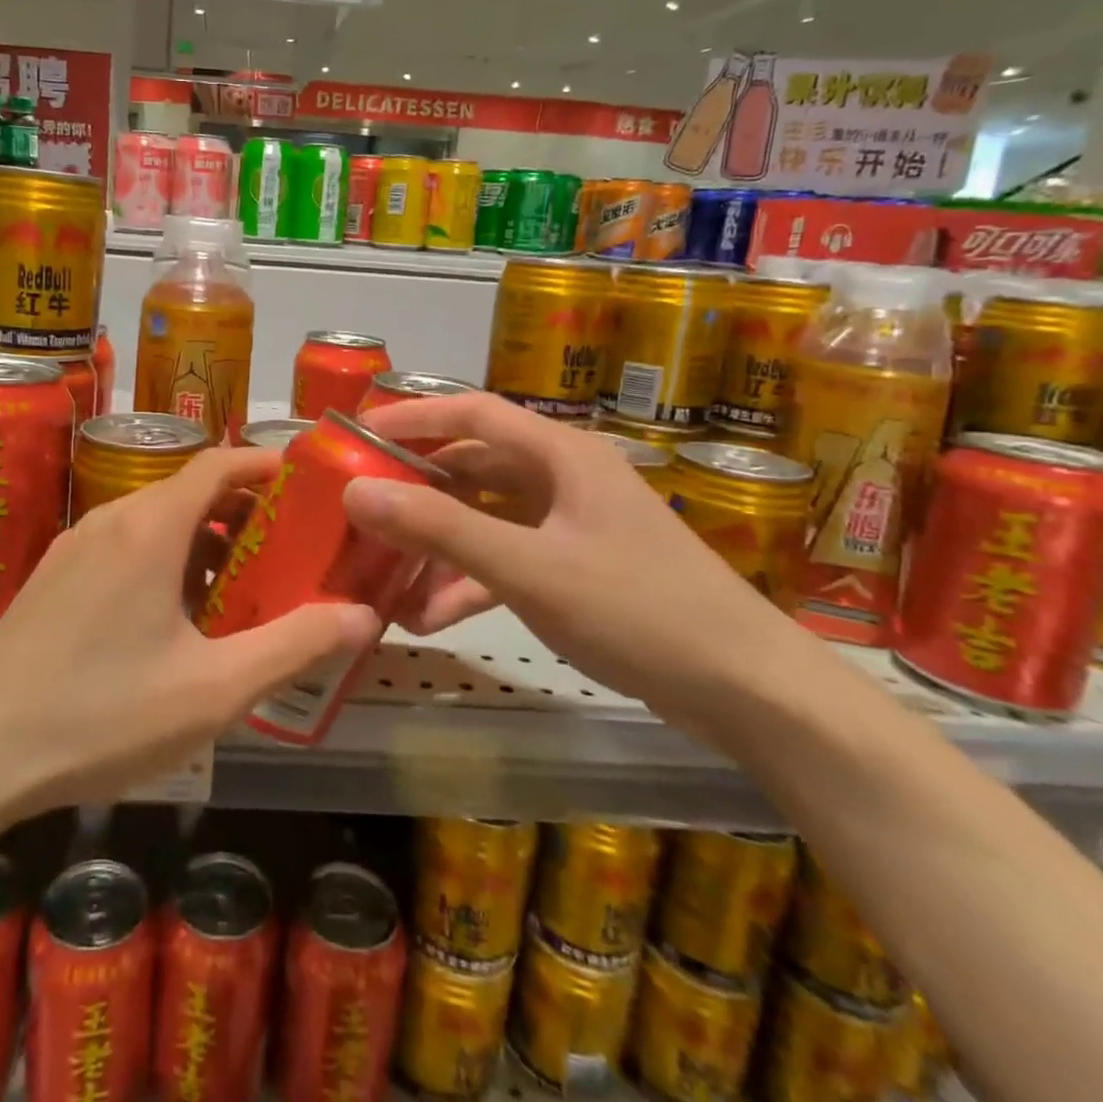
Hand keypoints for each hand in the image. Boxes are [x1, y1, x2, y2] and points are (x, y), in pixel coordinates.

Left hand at [0, 446, 379, 815]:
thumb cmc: (102, 714)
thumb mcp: (214, 689)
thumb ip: (294, 646)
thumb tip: (364, 615)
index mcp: (151, 527)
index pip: (219, 462)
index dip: (266, 464)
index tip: (307, 485)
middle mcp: (111, 519)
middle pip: (190, 491)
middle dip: (244, 513)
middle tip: (286, 553)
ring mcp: (75, 547)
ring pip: (156, 522)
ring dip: (204, 542)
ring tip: (239, 592)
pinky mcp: (54, 577)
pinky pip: (124, 547)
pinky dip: (164, 561)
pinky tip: (174, 622)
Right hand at [344, 394, 807, 724]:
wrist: (748, 691)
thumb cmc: (638, 611)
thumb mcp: (529, 569)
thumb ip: (441, 529)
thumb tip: (357, 492)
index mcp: (561, 454)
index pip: (472, 412)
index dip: (411, 416)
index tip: (355, 433)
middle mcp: (564, 477)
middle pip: (472, 466)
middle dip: (415, 490)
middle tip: (360, 510)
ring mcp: (571, 524)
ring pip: (485, 518)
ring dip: (438, 545)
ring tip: (385, 577)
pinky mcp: (576, 567)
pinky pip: (507, 558)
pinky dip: (469, 579)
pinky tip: (432, 615)